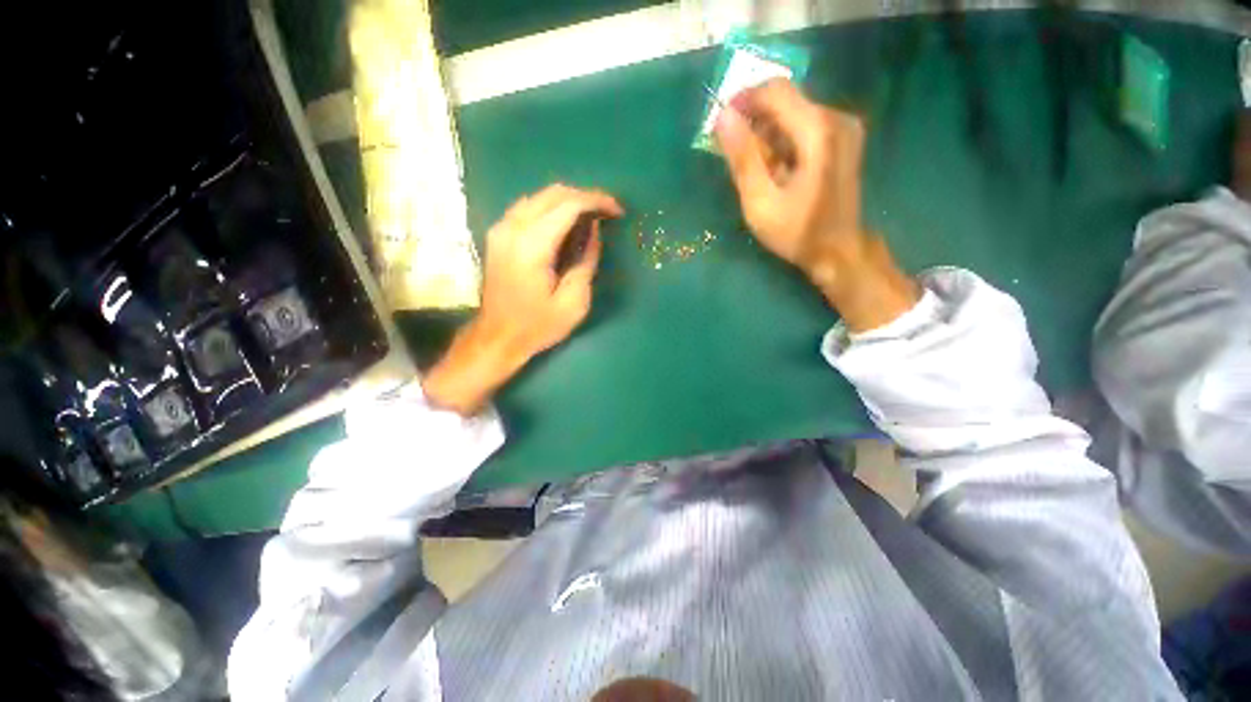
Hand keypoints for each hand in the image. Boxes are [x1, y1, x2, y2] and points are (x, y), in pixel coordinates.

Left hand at [423, 184, 622, 414]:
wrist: (497, 337)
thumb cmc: (538, 325)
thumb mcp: (574, 302)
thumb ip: (586, 261)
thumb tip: (594, 230)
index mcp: (533, 246)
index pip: (569, 205)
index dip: (597, 201)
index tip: (617, 211)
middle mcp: (513, 228)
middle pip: (554, 193)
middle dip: (585, 197)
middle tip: (607, 212)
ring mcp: (501, 228)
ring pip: (539, 196)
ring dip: (569, 201)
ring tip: (590, 216)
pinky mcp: (498, 234)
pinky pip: (528, 207)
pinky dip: (551, 208)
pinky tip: (564, 222)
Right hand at [715, 79, 918, 331]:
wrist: (839, 251)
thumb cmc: (797, 231)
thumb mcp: (761, 202)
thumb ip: (742, 158)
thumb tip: (723, 117)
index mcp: (818, 130)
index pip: (776, 91)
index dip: (743, 100)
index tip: (720, 124)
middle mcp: (836, 118)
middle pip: (786, 100)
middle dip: (753, 119)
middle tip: (730, 150)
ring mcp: (843, 128)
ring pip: (793, 113)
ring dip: (766, 132)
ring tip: (749, 165)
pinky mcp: (842, 139)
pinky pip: (804, 126)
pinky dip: (782, 140)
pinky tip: (771, 167)